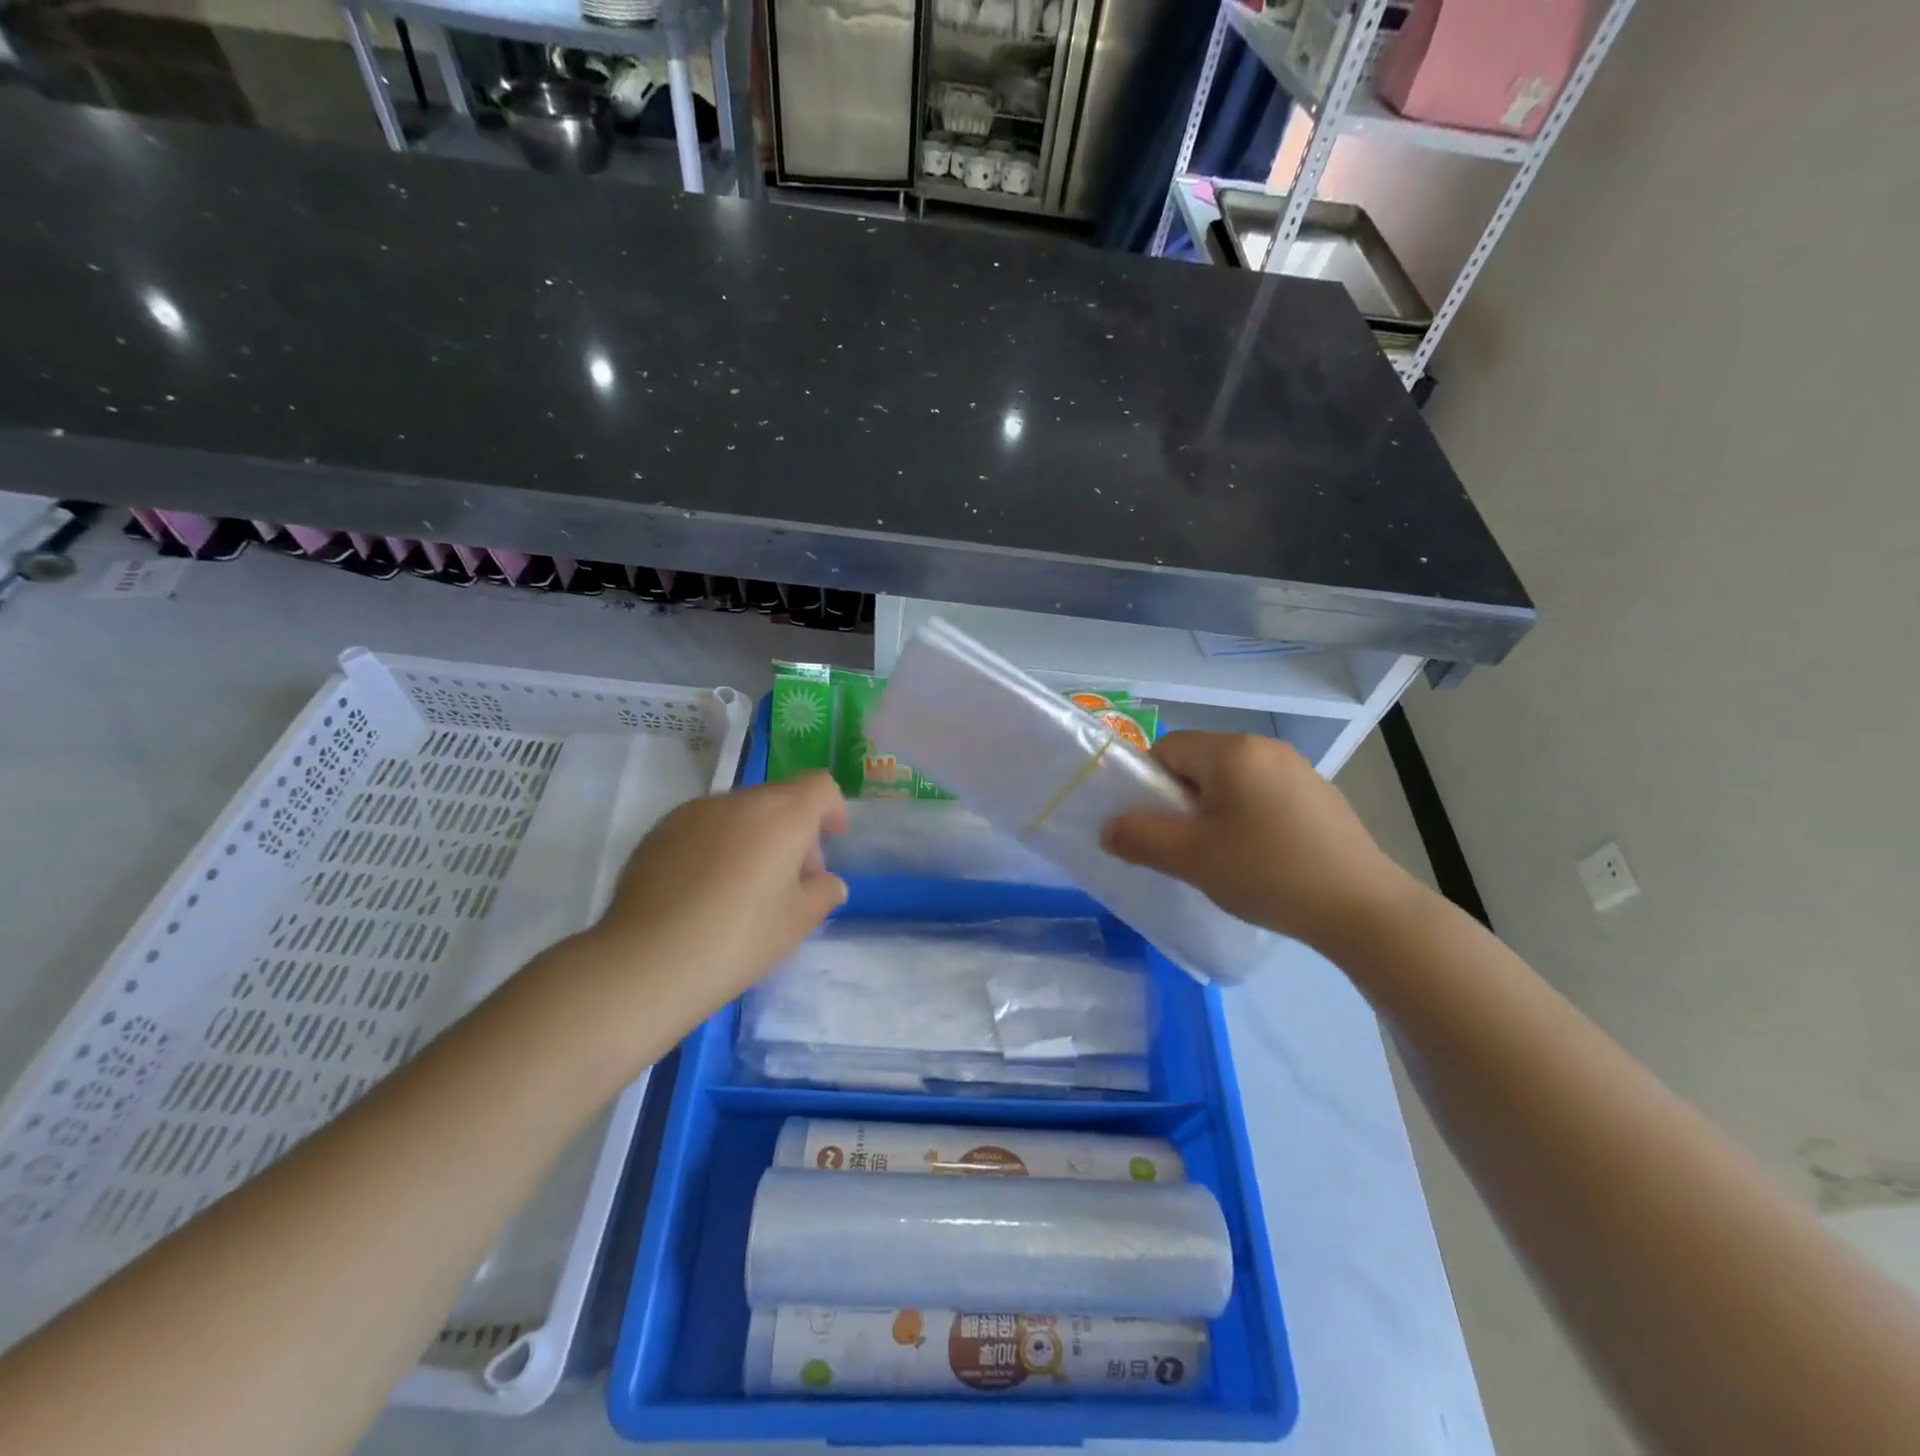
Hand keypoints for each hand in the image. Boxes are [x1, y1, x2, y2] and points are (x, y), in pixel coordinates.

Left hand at [575, 773, 849, 1026]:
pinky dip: (716, 847)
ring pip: (738, 814)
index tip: (833, 840)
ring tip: (743, 889)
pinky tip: (704, 892)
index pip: (819, 786)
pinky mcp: (658, 832)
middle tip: (791, 880)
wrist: (647, 961)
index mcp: (782, 815)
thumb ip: (823, 893)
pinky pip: (702, 829)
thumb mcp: (798, 922)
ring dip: (753, 837)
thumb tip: (827, 882)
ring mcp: (692, 813)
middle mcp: (738, 801)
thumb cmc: (739, 938)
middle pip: (778, 799)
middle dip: (793, 830)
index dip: (832, 808)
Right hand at [1100, 732, 1417, 949]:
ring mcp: (1298, 770)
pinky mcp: (1320, 795)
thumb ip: (1140, 838)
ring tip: (1223, 856)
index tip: (1156, 826)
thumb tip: (1108, 829)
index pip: (1166, 748)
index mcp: (1231, 752)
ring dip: (1214, 810)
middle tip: (1185, 845)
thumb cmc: (1267, 873)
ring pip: (1232, 780)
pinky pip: (1264, 794)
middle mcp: (1265, 748)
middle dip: (1181, 800)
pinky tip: (1262, 857)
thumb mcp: (1192, 859)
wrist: (1362, 908)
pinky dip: (1248, 817)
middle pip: (1199, 762)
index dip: (1148, 784)